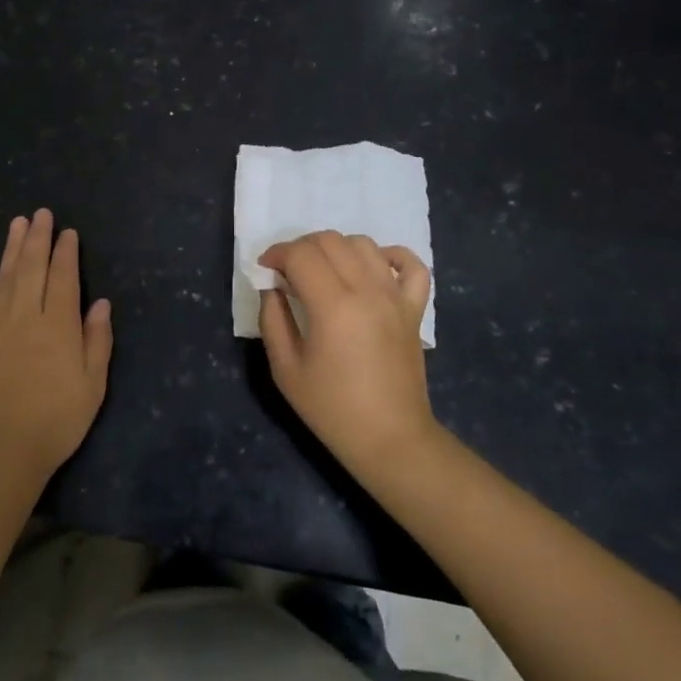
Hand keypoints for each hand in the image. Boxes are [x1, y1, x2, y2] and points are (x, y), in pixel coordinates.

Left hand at [0, 209, 112, 483]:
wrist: (3, 449)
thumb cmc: (57, 419)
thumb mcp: (93, 385)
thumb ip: (97, 340)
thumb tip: (101, 303)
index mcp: (59, 325)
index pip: (63, 277)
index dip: (66, 252)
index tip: (68, 232)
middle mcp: (27, 316)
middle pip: (32, 267)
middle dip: (38, 238)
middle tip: (41, 213)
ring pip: (5, 277)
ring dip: (11, 248)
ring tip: (17, 223)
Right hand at [258, 231, 437, 479]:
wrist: (390, 439)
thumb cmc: (332, 409)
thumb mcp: (285, 369)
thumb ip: (273, 318)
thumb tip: (272, 286)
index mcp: (333, 307)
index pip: (300, 254)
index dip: (276, 254)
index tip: (265, 269)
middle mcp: (367, 291)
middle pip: (330, 240)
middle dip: (301, 248)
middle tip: (288, 272)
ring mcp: (396, 296)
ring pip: (363, 244)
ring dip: (336, 248)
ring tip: (324, 272)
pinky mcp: (415, 308)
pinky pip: (411, 264)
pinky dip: (390, 256)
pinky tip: (372, 268)